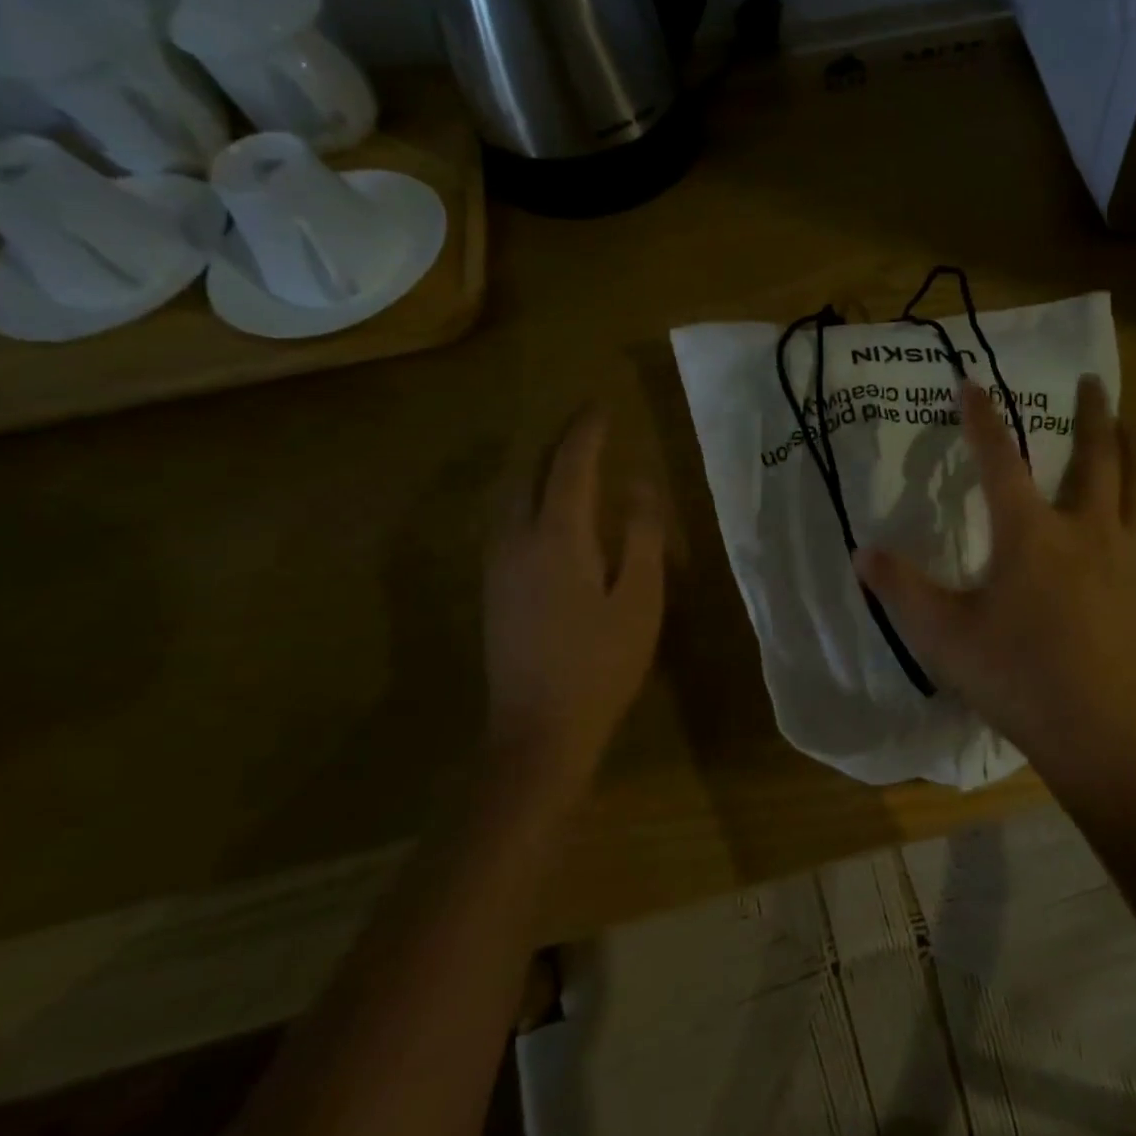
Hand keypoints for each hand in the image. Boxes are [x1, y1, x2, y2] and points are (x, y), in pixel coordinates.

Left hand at [483, 406, 664, 789]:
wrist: (538, 730)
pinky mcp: (492, 587)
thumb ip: (642, 535)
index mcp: (557, 537)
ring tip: (568, 460)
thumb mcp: (639, 599)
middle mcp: (517, 539)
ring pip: (509, 494)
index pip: (570, 465)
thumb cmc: (601, 663)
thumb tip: (639, 484)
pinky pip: (504, 519)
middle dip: (557, 443)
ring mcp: (497, 564)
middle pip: (529, 471)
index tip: (603, 405)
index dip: (587, 431)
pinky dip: (526, 495)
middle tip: (588, 428)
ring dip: (537, 467)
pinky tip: (545, 510)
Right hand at [855, 376, 1135, 788]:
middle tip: (1096, 382)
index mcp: (1031, 533)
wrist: (1109, 737)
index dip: (983, 418)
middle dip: (1094, 413)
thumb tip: (862, 552)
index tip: (974, 383)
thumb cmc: (1020, 680)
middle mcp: (1089, 530)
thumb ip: (901, 590)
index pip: (1000, 458)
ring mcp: (1135, 560)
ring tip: (1134, 430)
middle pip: (1098, 456)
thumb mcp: (943, 636)